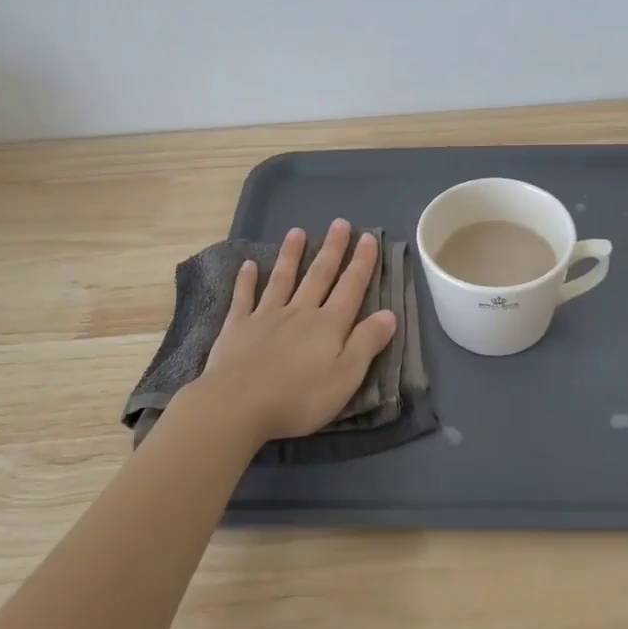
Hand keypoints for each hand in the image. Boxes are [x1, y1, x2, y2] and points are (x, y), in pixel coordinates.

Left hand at [184, 220, 397, 443]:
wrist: (238, 405)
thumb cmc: (299, 398)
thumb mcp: (345, 377)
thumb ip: (367, 343)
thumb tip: (389, 313)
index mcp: (328, 325)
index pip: (350, 288)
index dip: (362, 263)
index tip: (368, 238)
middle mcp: (299, 312)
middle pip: (319, 275)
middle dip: (332, 249)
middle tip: (340, 223)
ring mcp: (266, 316)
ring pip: (282, 279)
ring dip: (291, 254)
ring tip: (297, 231)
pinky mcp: (237, 327)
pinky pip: (244, 297)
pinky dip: (246, 280)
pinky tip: (248, 264)